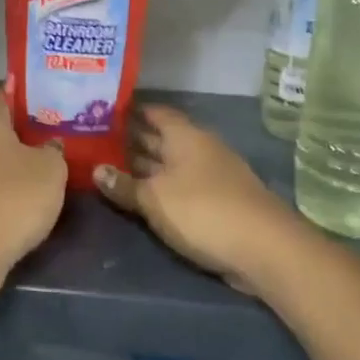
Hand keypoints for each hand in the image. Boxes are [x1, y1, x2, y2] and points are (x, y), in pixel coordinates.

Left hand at [0, 84, 66, 310]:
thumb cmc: (14, 197)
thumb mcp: (51, 171)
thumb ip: (52, 152)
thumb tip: (48, 145)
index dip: (7, 90)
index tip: (24, 90)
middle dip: (12, 133)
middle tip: (43, 136)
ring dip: (5, 165)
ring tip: (35, 170)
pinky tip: (18, 202)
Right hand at [93, 104, 302, 296]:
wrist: (264, 248)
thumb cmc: (203, 211)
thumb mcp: (155, 198)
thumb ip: (124, 185)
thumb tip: (97, 169)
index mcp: (185, 137)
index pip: (155, 113)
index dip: (131, 110)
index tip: (103, 111)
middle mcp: (198, 149)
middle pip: (160, 138)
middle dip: (131, 139)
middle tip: (95, 141)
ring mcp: (210, 176)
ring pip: (169, 164)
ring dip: (144, 166)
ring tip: (109, 167)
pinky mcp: (216, 202)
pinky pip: (179, 186)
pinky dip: (159, 188)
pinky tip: (141, 196)